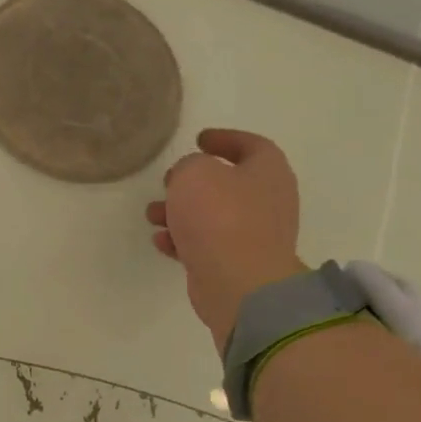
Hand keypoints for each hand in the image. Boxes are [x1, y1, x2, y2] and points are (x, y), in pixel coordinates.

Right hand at [145, 129, 305, 347]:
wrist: (238, 282)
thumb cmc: (219, 218)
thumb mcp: (194, 174)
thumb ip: (189, 165)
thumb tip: (191, 176)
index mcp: (267, 173)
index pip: (252, 145)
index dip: (226, 139)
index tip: (198, 139)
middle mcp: (267, 202)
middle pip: (228, 183)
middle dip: (193, 181)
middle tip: (169, 180)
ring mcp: (252, 235)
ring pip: (211, 214)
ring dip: (179, 211)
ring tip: (152, 214)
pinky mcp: (235, 262)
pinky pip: (205, 243)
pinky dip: (182, 239)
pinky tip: (161, 240)